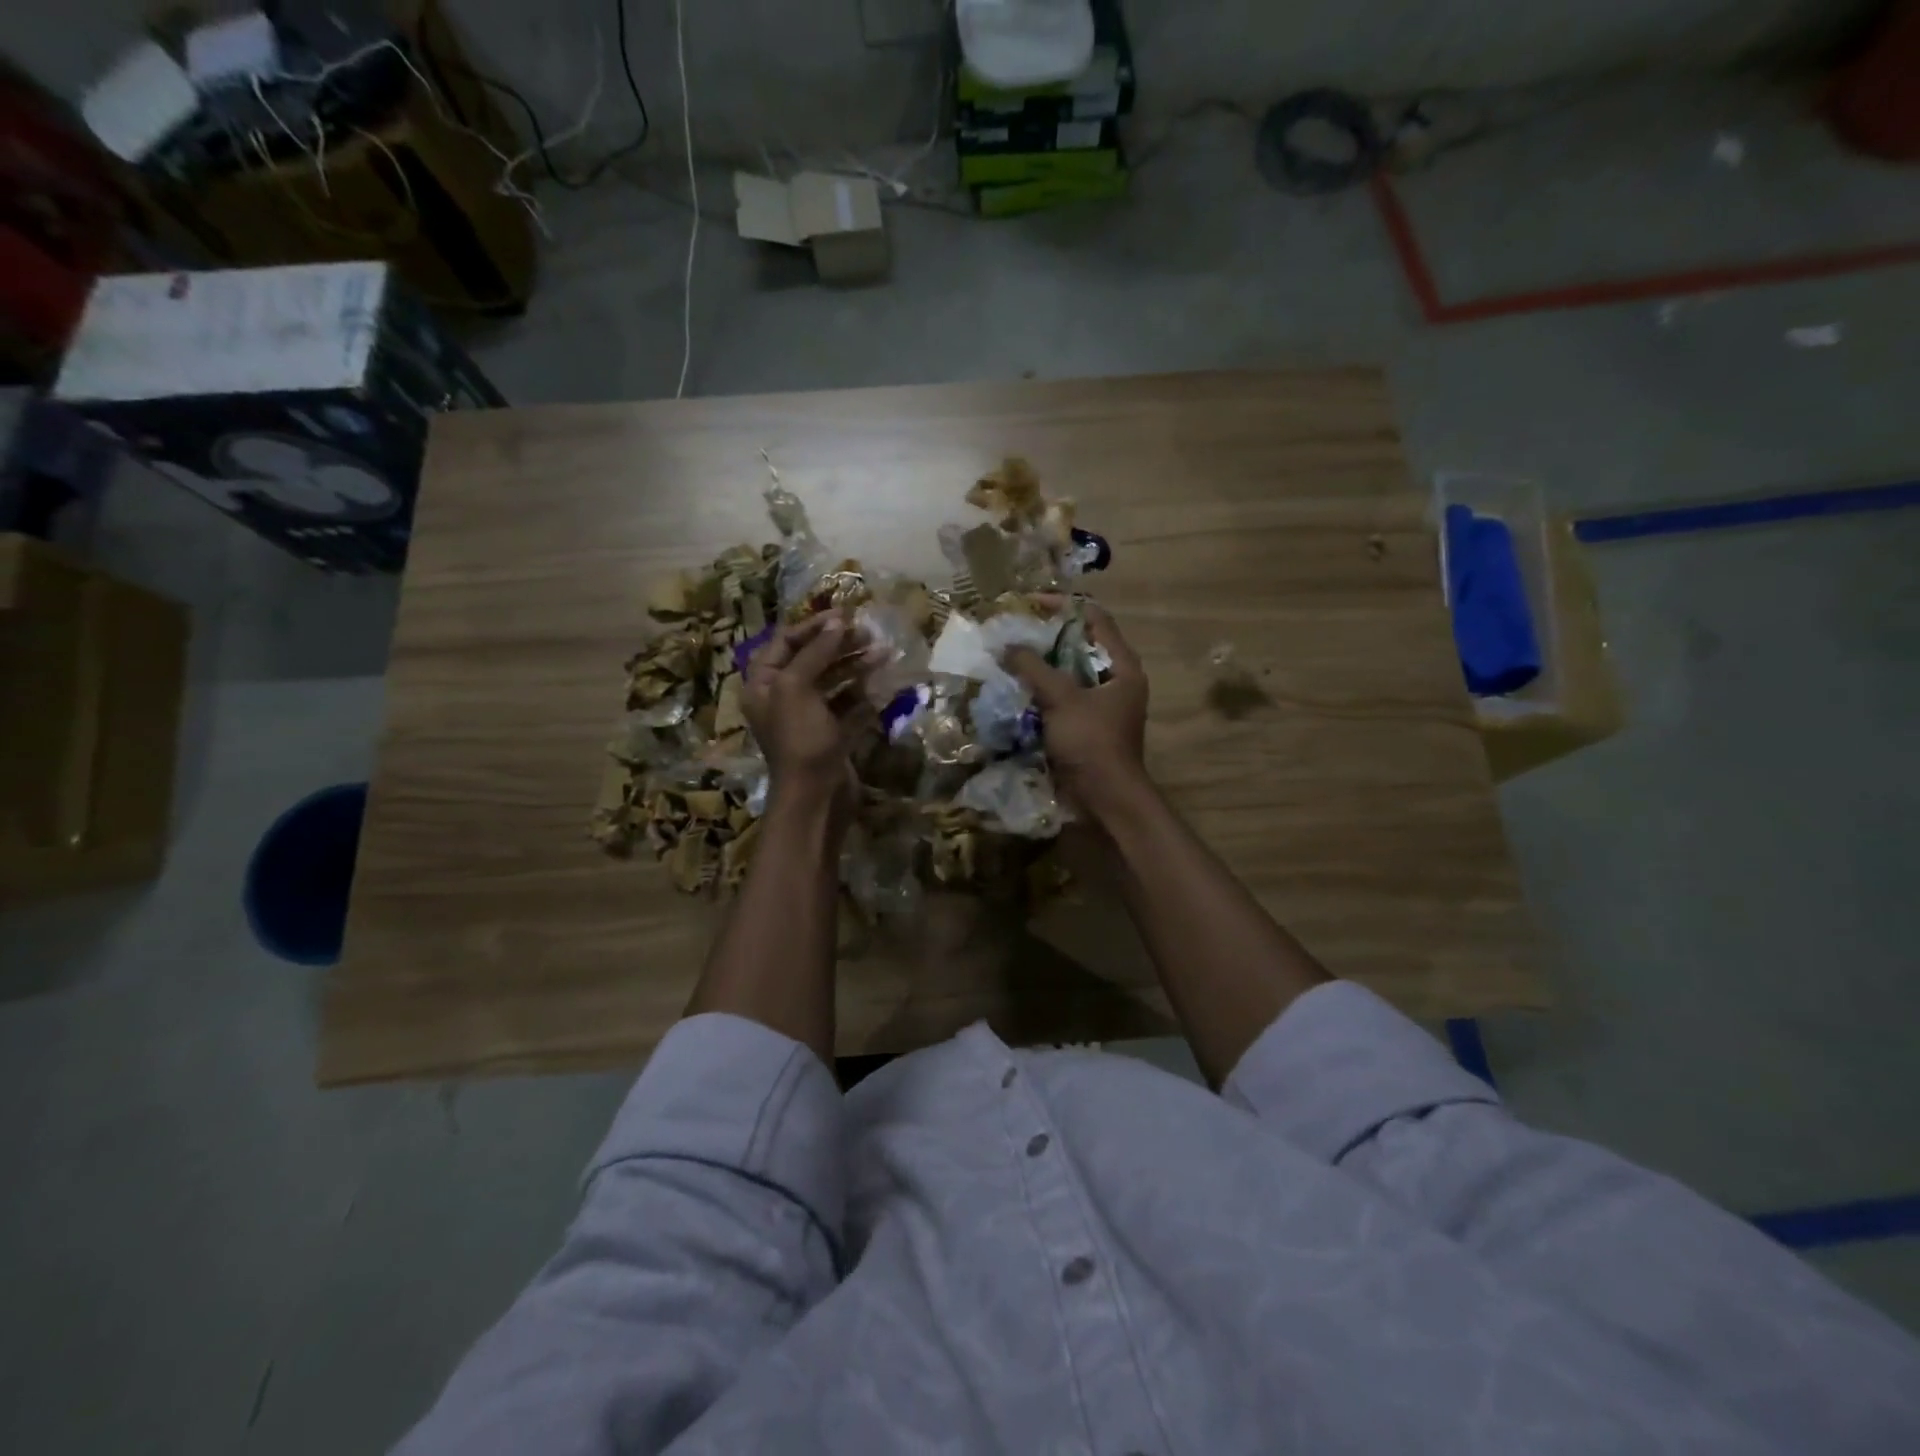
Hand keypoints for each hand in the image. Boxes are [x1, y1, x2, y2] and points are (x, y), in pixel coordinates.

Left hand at [744, 614, 867, 815]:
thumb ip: (816, 652)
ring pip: (833, 682)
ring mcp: (809, 718)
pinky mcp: (832, 735)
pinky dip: (864, 694)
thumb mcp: (798, 687)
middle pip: (811, 660)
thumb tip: (837, 623)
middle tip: (869, 634)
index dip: (813, 626)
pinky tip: (883, 683)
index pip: (785, 642)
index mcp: (764, 684)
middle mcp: (783, 698)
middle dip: (839, 645)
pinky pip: (849, 706)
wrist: (815, 796)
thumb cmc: (799, 738)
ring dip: (857, 666)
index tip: (845, 616)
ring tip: (884, 654)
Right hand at [1004, 604, 1150, 822]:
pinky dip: (1040, 690)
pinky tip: (1014, 687)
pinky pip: (1060, 697)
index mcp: (1122, 666)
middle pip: (1079, 644)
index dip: (1062, 606)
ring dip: (1040, 665)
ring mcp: (1099, 704)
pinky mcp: (1084, 725)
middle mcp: (1114, 680)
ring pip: (1067, 672)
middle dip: (1045, 636)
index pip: (1094, 618)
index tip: (1029, 604)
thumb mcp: (1063, 700)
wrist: (1106, 799)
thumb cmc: (1092, 743)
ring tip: (1008, 655)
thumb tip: (1007, 645)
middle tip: (1013, 630)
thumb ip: (1035, 668)